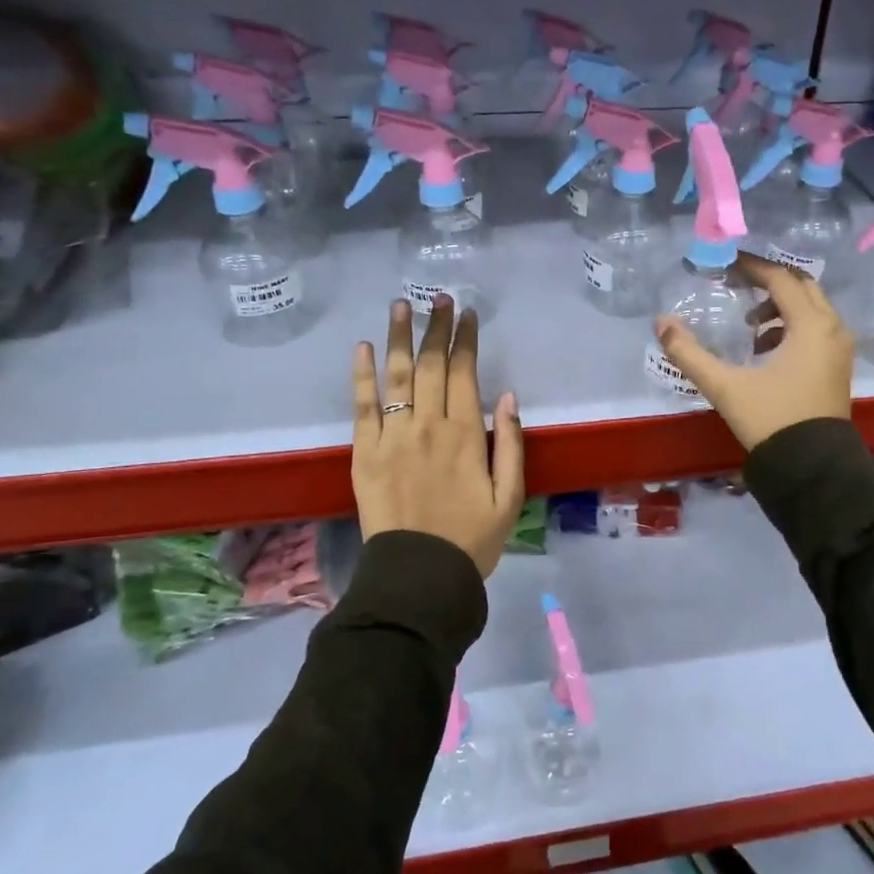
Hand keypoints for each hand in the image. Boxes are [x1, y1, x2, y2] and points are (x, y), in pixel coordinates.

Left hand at [352, 296, 524, 577]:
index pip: (464, 372)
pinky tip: (364, 346)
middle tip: (438, 297)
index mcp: (466, 434)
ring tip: (401, 305)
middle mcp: (428, 425)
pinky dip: (362, 373)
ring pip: (396, 374)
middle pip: (430, 364)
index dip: (465, 339)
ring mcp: (392, 436)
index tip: (467, 314)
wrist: (418, 576)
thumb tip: (506, 396)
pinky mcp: (364, 452)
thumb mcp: (510, 497)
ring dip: (399, 336)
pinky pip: (362, 405)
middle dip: (436, 327)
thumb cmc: (471, 539)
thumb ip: (511, 443)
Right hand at [653, 254, 853, 451]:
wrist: (813, 469)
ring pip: (812, 309)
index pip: (781, 279)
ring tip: (749, 326)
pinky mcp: (838, 367)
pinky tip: (765, 350)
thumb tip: (661, 323)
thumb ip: (689, 353)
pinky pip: (817, 330)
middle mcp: (833, 330)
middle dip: (769, 282)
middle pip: (802, 287)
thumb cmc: (771, 421)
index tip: (726, 264)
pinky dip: (792, 327)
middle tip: (737, 284)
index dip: (752, 267)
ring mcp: (840, 350)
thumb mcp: (725, 386)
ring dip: (780, 307)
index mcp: (811, 326)